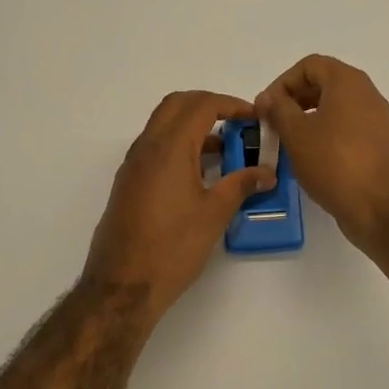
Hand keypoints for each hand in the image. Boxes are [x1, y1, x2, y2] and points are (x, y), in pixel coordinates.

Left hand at [82, 91, 276, 324]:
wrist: (122, 285)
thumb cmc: (173, 247)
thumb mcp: (214, 214)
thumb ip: (241, 185)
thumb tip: (266, 173)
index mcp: (169, 147)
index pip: (202, 105)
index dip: (231, 104)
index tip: (254, 118)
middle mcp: (147, 147)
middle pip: (178, 104)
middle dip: (209, 105)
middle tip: (237, 123)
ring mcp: (133, 164)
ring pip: (163, 124)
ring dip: (192, 124)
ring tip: (224, 149)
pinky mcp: (128, 182)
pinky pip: (155, 146)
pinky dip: (178, 143)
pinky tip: (199, 172)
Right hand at [254, 55, 388, 249]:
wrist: (380, 207)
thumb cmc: (334, 163)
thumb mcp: (296, 133)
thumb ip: (278, 109)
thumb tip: (268, 97)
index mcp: (348, 82)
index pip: (309, 65)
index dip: (283, 82)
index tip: (267, 107)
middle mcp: (367, 93)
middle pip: (324, 83)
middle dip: (294, 99)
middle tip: (274, 123)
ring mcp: (377, 119)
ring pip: (335, 106)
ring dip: (308, 117)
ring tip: (289, 141)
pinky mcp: (379, 142)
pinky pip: (347, 126)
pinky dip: (326, 132)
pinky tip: (311, 156)